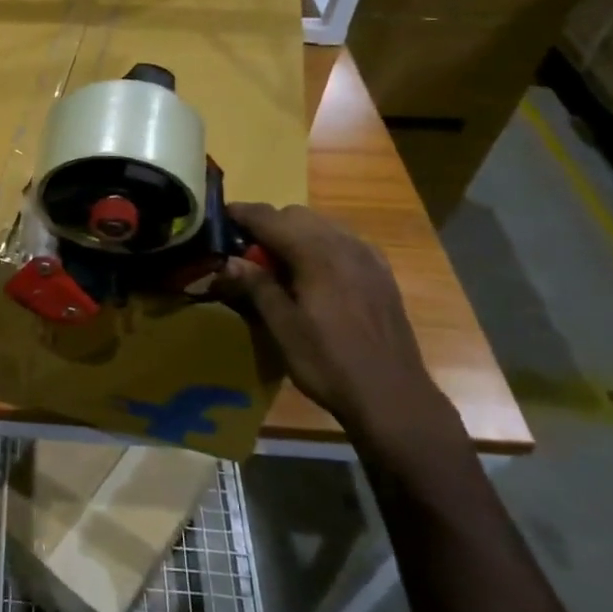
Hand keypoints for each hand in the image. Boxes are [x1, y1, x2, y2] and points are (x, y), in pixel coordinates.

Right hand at [221, 203, 452, 444]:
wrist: (393, 397)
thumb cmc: (329, 363)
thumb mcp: (283, 328)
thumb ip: (256, 286)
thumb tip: (228, 261)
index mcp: (317, 254)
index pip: (270, 218)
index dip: (241, 214)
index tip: (219, 220)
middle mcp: (345, 244)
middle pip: (296, 215)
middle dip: (267, 225)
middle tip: (245, 253)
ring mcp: (368, 257)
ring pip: (321, 225)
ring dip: (294, 234)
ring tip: (277, 264)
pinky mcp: (381, 273)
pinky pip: (343, 242)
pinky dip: (320, 245)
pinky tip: (313, 274)